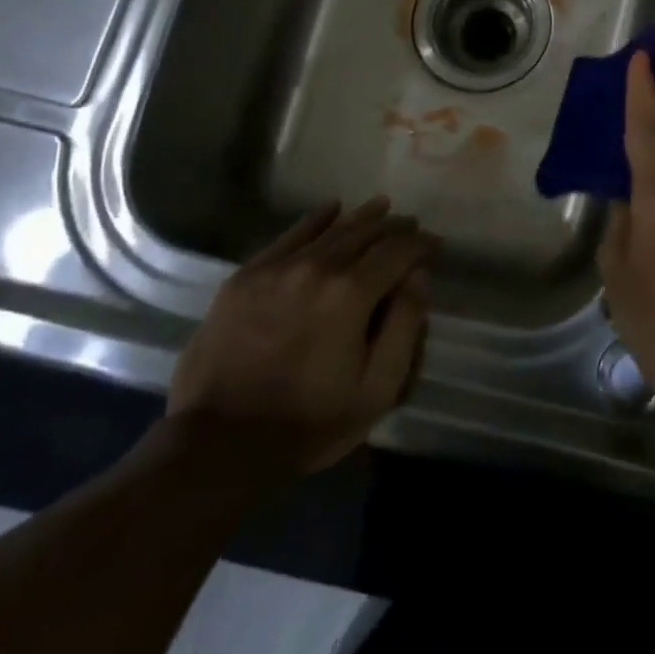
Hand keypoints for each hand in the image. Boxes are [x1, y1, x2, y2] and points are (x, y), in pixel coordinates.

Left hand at [168, 197, 435, 474]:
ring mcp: (278, 268)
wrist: (218, 446)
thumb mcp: (377, 388)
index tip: (435, 245)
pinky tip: (332, 210)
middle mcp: (317, 267)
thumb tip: (418, 276)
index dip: (422, 244)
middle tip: (411, 228)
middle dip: (395, 227)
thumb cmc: (309, 422)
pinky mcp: (246, 276)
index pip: (398, 251)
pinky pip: (289, 235)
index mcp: (352, 293)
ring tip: (381, 208)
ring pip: (331, 229)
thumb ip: (405, 325)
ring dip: (362, 217)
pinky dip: (316, 219)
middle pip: (366, 232)